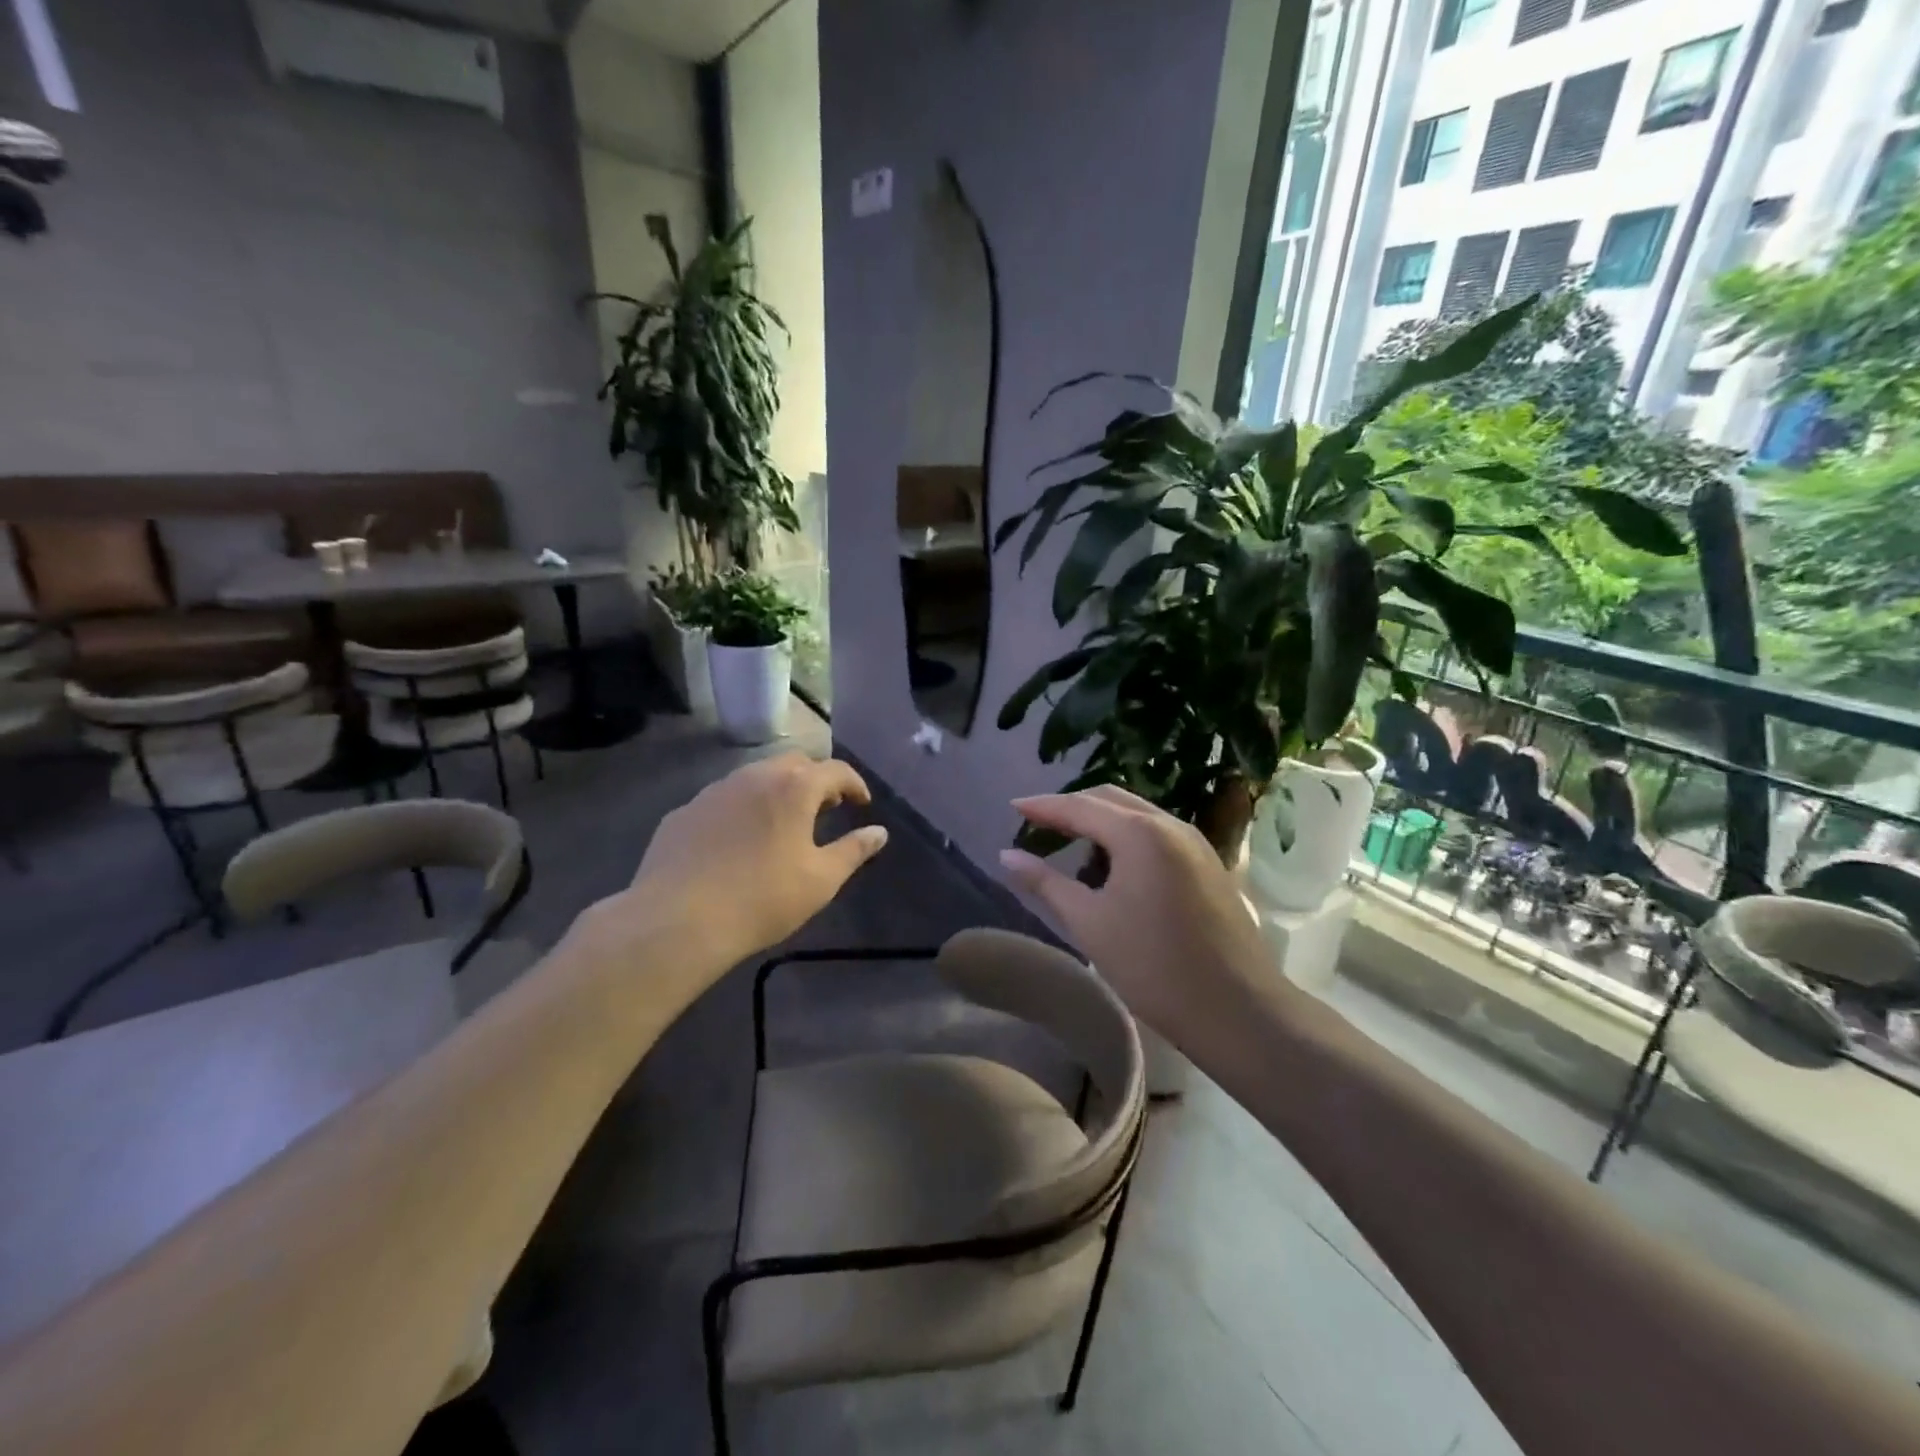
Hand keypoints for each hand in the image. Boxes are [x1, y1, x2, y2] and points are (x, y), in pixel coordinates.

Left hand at [604, 753, 888, 967]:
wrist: (678, 921)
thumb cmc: (762, 899)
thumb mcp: (821, 880)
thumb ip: (854, 851)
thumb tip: (879, 832)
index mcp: (793, 788)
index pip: (835, 770)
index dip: (854, 784)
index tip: (861, 804)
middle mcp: (753, 777)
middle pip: (793, 764)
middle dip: (814, 780)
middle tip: (824, 809)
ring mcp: (713, 792)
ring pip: (754, 777)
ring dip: (776, 790)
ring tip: (781, 822)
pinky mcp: (683, 813)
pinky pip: (722, 800)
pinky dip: (741, 809)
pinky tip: (737, 841)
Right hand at [1000, 786, 1274, 1050]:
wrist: (1237, 1008)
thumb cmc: (1153, 966)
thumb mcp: (1089, 923)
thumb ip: (1045, 882)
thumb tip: (1007, 855)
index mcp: (1139, 833)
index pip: (1079, 806)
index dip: (1043, 806)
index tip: (1013, 806)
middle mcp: (1170, 824)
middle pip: (1110, 799)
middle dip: (1072, 806)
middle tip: (1039, 823)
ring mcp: (1195, 842)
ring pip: (1137, 814)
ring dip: (1101, 820)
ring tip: (1071, 844)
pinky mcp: (1208, 863)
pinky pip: (1157, 833)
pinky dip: (1127, 836)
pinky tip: (1113, 865)